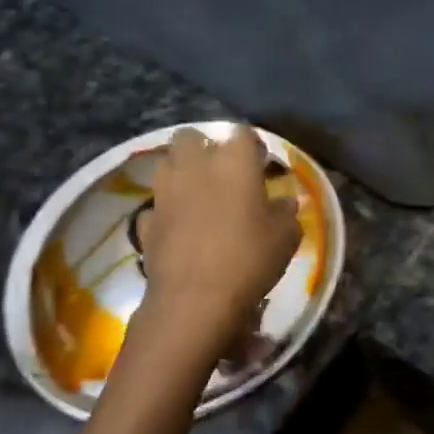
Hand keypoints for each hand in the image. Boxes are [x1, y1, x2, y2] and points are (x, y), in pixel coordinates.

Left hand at [128, 126, 299, 375]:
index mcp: (234, 161)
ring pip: (167, 164)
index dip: (252, 146)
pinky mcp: (147, 221)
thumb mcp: (285, 237)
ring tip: (199, 195)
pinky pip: (157, 205)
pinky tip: (181, 229)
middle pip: (190, 136)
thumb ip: (285, 212)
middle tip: (222, 172)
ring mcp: (165, 192)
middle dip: (203, 147)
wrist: (193, 301)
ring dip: (181, 172)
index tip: (260, 164)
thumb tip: (284, 203)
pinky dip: (168, 211)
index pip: (243, 133)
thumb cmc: (248, 259)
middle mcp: (195, 166)